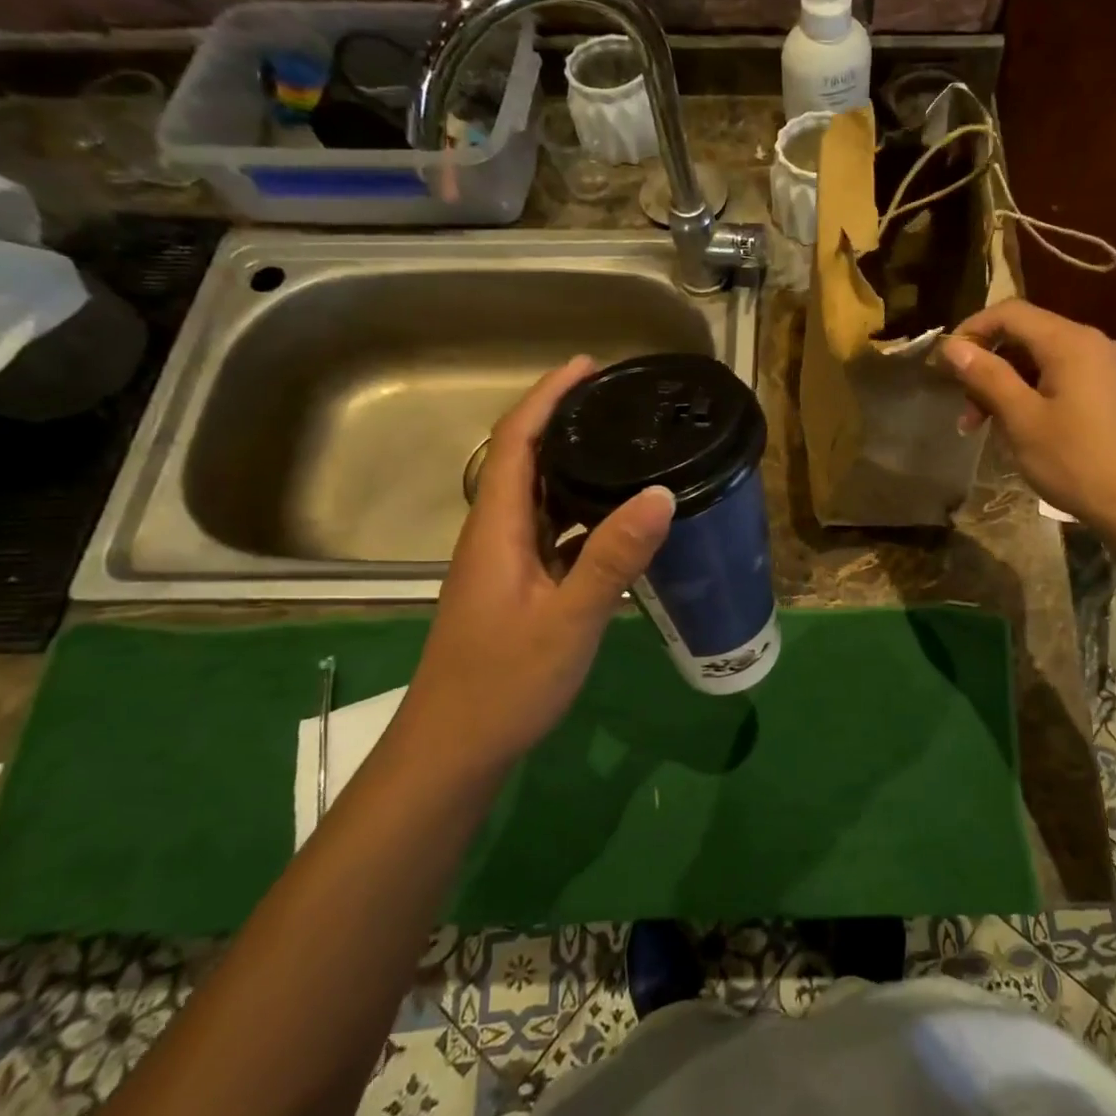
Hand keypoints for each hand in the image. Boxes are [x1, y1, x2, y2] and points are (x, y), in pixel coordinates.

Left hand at [402, 356, 674, 765]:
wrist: (455, 749)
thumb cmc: (503, 683)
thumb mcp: (568, 620)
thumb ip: (612, 557)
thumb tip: (660, 493)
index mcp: (497, 529)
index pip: (516, 442)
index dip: (547, 397)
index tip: (588, 366)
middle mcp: (495, 535)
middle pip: (526, 461)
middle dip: (566, 421)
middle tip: (621, 403)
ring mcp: (505, 564)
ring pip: (540, 498)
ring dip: (575, 467)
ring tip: (627, 450)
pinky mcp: (518, 588)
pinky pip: (552, 533)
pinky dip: (583, 514)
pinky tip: (619, 523)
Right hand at [941, 300, 1115, 533]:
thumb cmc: (1075, 461)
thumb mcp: (1021, 419)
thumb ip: (987, 376)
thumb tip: (953, 345)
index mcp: (1072, 342)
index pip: (1011, 313)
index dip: (973, 329)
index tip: (946, 363)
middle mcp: (1096, 343)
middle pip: (1028, 336)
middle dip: (989, 368)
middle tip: (966, 413)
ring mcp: (1112, 367)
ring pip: (1046, 361)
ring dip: (1010, 387)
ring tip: (988, 429)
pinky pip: (1067, 378)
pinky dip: (1036, 394)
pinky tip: (1025, 429)